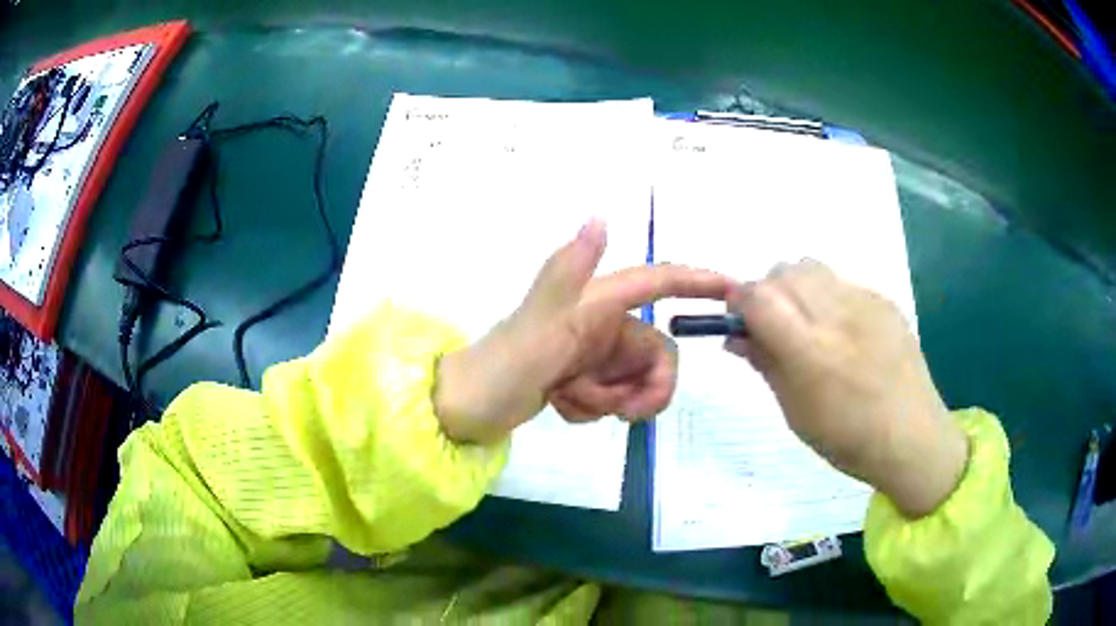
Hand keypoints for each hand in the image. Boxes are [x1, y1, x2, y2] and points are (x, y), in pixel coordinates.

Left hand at [435, 220, 729, 442]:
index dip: (698, 281)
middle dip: (641, 389)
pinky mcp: (584, 376)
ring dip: (609, 401)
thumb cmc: (501, 367)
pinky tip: (562, 404)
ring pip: (636, 379)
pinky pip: (614, 396)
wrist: (467, 410)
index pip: (657, 280)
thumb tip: (600, 216)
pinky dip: (594, 408)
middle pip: (656, 352)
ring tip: (569, 400)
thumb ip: (568, 274)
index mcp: (595, 301)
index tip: (734, 291)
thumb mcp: (538, 324)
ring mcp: (592, 350)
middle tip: (615, 412)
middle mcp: (600, 320)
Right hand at [725, 260, 967, 517]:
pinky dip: (828, 297)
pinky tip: (844, 332)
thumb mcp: (795, 412)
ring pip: (811, 267)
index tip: (738, 320)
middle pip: (783, 271)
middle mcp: (837, 316)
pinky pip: (842, 282)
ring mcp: (866, 302)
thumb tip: (735, 336)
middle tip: (774, 326)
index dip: (739, 302)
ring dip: (796, 287)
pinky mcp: (885, 300)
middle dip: (767, 291)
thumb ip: (765, 365)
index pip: (758, 297)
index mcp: (811, 352)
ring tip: (808, 324)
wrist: (912, 437)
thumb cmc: (847, 439)